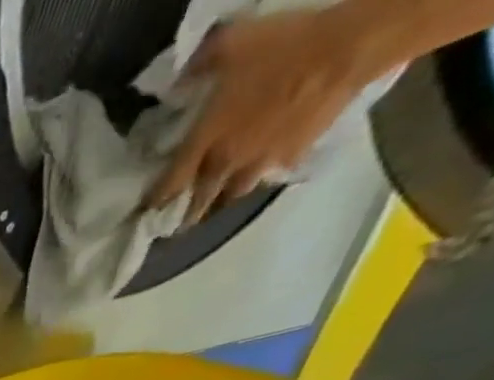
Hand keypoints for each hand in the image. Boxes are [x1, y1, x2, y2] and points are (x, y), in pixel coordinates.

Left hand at [150, 8, 375, 223]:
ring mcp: (261, 162)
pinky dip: (262, 176)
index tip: (147, 211)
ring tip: (216, 201)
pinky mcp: (292, 156)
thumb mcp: (232, 43)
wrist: (347, 47)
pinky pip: (271, 174)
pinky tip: (261, 172)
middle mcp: (226, 162)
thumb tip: (177, 80)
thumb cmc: (284, 46)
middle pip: (199, 202)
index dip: (155, 201)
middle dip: (186, 215)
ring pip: (233, 194)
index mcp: (205, 142)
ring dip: (222, 199)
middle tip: (178, 223)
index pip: (169, 185)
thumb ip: (199, 64)